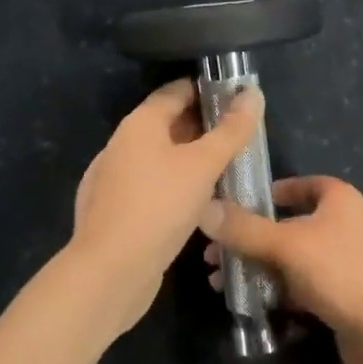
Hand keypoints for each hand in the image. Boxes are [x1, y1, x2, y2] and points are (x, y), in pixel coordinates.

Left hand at [70, 78, 263, 334]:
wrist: (109, 273)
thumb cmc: (159, 207)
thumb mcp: (204, 165)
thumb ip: (231, 130)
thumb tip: (253, 92)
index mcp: (139, 123)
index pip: (176, 91)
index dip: (208, 90)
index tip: (238, 99)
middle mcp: (122, 143)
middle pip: (168, 123)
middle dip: (203, 126)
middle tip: (240, 135)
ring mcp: (115, 178)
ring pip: (160, 156)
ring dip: (191, 158)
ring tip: (226, 168)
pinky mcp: (116, 209)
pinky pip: (151, 184)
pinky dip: (175, 183)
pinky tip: (197, 202)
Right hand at [201, 176, 362, 363]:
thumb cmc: (344, 274)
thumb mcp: (288, 246)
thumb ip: (244, 229)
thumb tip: (203, 209)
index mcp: (337, 198)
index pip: (294, 186)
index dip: (261, 194)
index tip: (227, 209)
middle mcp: (341, 224)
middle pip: (285, 224)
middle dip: (248, 239)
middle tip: (211, 256)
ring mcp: (342, 262)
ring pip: (289, 258)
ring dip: (256, 268)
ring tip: (218, 283)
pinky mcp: (340, 296)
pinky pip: (299, 286)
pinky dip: (274, 291)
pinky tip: (245, 304)